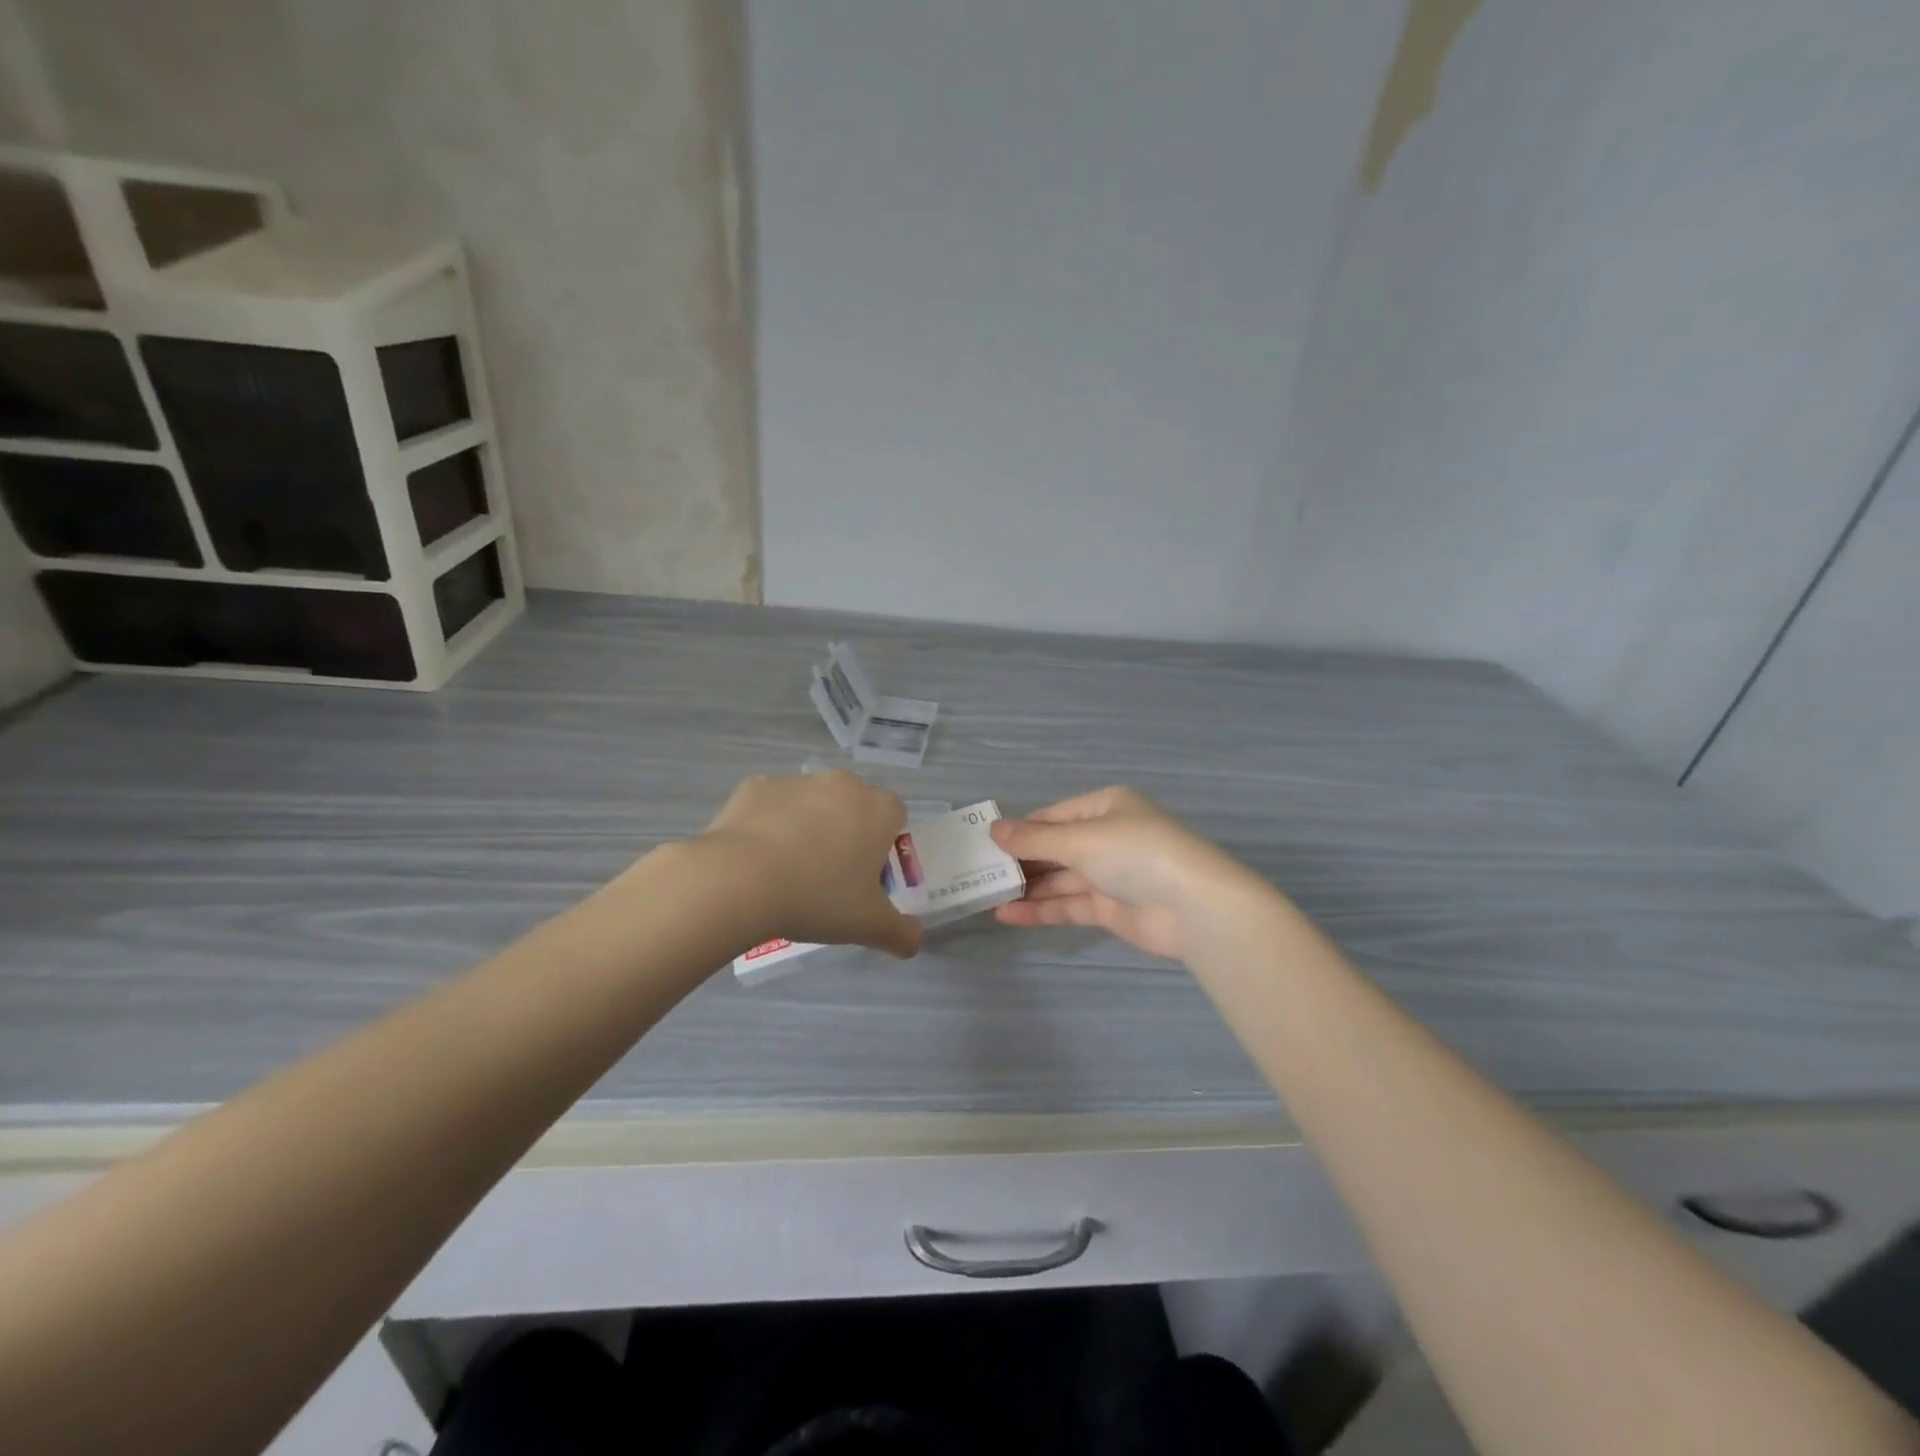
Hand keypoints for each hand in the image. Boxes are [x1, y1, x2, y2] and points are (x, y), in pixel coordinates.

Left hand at [700, 771, 920, 957]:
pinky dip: (768, 825)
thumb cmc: (818, 898)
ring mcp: (796, 781)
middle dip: (846, 833)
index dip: (884, 844)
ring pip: (811, 803)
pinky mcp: (756, 786)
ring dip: (807, 827)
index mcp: (877, 809)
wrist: (740, 880)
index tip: (866, 875)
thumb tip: (913, 942)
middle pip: (853, 806)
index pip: (895, 816)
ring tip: (786, 872)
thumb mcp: (868, 925)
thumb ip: (900, 933)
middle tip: (828, 877)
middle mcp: (842, 784)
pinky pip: (771, 805)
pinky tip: (755, 859)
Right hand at [989, 787, 1268, 961]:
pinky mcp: (1111, 909)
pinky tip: (1007, 915)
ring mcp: (1111, 874)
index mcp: (1106, 807)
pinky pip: (1069, 905)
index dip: (1020, 830)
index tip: (984, 843)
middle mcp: (1108, 837)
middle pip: (1056, 848)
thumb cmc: (1136, 853)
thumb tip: (994, 830)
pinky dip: (1041, 909)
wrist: (1194, 908)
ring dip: (1028, 887)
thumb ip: (1035, 839)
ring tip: (986, 895)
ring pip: (1060, 879)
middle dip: (1022, 861)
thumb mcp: (1080, 839)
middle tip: (979, 872)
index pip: (1053, 816)